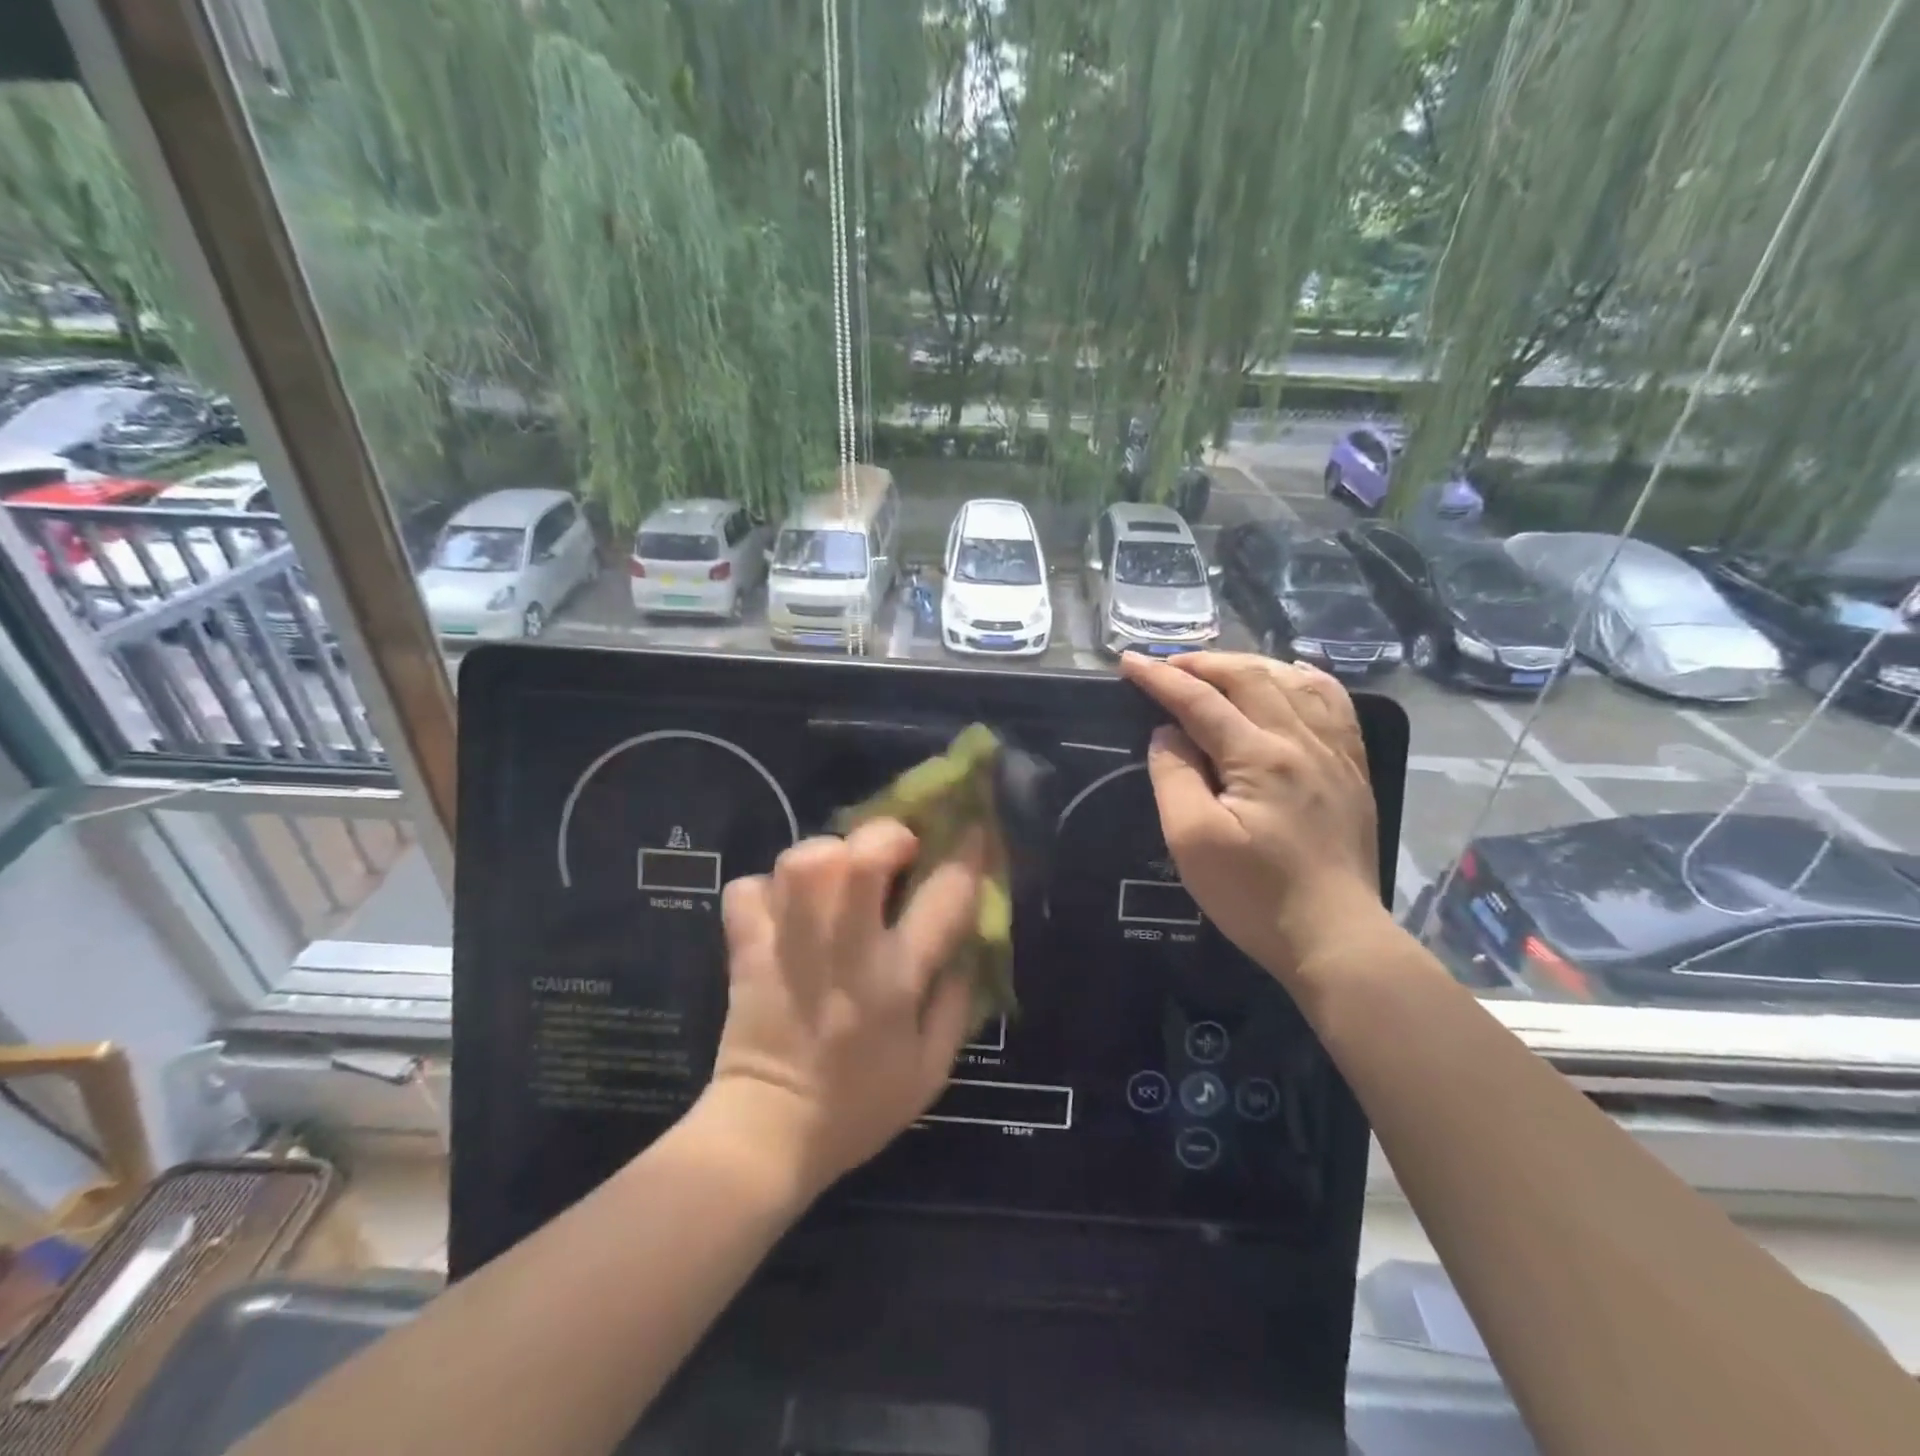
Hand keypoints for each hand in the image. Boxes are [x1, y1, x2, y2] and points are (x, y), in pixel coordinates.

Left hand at [706, 820, 982, 1195]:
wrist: (768, 1136)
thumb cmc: (858, 1107)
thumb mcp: (931, 1070)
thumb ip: (956, 1003)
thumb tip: (966, 947)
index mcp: (895, 979)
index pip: (944, 898)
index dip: (966, 855)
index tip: (972, 833)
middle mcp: (844, 951)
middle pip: (860, 858)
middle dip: (885, 836)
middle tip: (893, 852)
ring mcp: (789, 947)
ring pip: (802, 863)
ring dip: (826, 855)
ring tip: (837, 876)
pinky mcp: (747, 951)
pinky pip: (747, 891)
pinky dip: (765, 888)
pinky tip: (785, 907)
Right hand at [1118, 651, 1385, 981]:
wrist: (1335, 937)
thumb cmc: (1254, 894)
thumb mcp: (1192, 841)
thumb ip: (1174, 777)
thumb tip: (1167, 734)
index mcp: (1259, 757)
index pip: (1200, 701)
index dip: (1160, 678)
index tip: (1128, 661)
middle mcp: (1302, 741)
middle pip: (1249, 678)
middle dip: (1201, 663)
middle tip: (1166, 665)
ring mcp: (1335, 752)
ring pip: (1293, 681)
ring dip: (1248, 665)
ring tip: (1216, 668)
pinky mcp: (1352, 769)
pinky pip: (1334, 703)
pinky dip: (1304, 679)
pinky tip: (1290, 676)